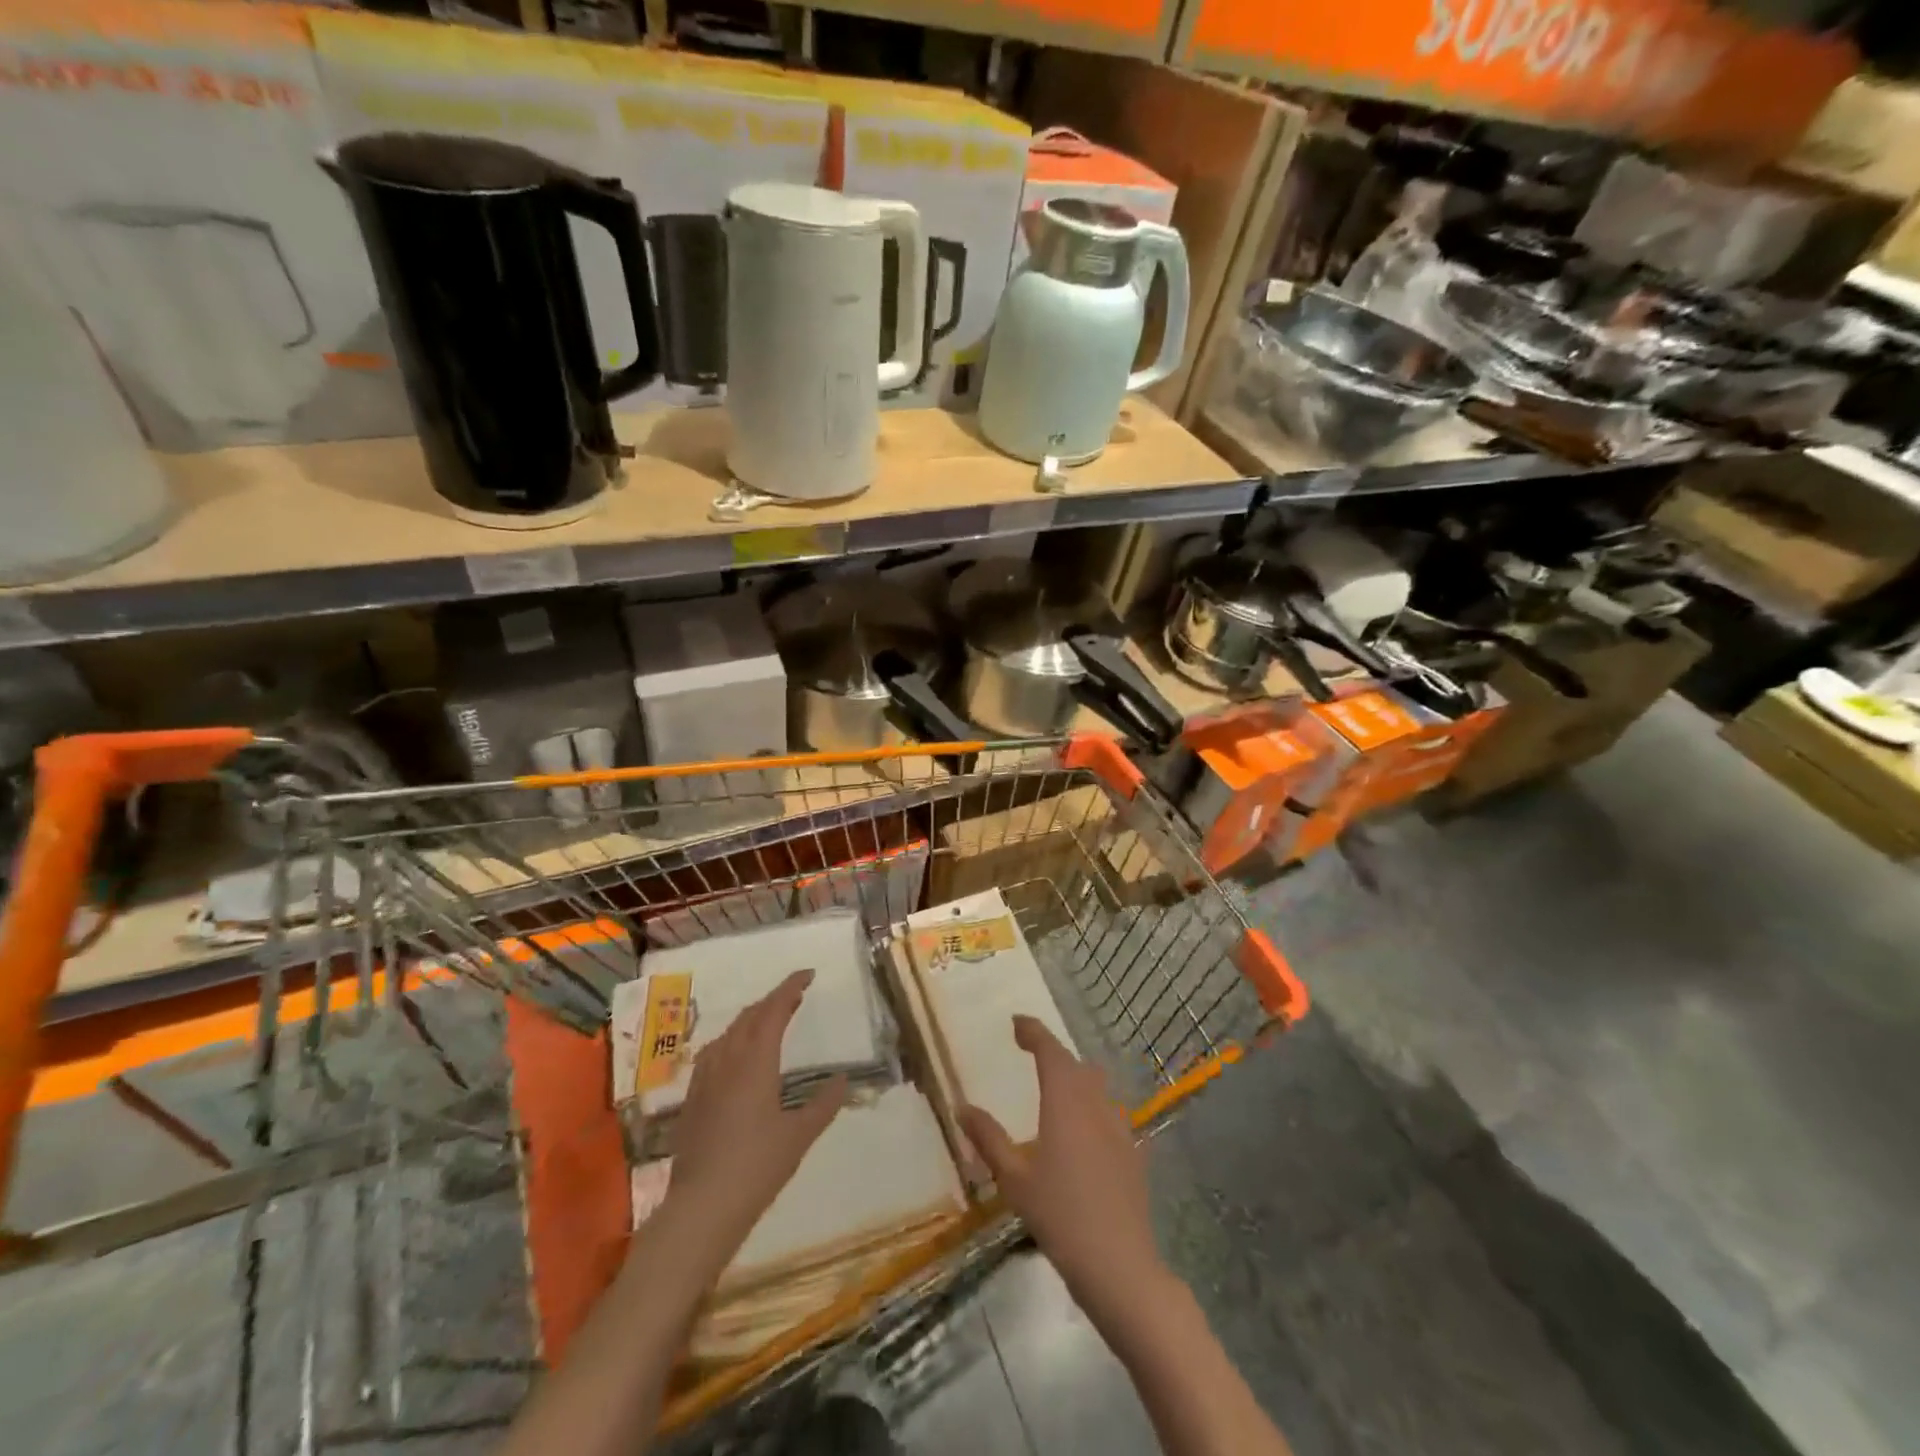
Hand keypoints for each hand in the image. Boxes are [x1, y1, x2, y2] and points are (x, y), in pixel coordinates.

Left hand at [653, 969, 848, 1273]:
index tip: (807, 975)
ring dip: (751, 1019)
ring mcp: (705, 1079)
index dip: (790, 988)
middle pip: (749, 1017)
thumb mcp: (800, 1136)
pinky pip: (713, 1053)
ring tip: (769, 1022)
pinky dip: (731, 1041)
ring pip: (728, 1033)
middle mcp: (727, 1061)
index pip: (774, 1010)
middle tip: (795, 997)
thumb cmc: (757, 1167)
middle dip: (772, 1001)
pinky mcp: (692, 1099)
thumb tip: (842, 1080)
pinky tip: (735, 1057)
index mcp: (756, 1062)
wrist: (702, 1207)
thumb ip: (823, 1104)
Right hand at [958, 1016, 1163, 1307]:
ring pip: (1096, 1084)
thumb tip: (961, 1107)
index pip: (1050, 1050)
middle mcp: (1095, 1103)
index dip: (1033, 1031)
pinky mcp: (1133, 1151)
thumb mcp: (1014, 1179)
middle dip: (1051, 1051)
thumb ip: (988, 1139)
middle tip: (1028, 1051)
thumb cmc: (1060, 1216)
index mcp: (1065, 1101)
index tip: (1016, 1023)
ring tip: (1053, 1085)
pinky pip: (1108, 1111)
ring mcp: (1119, 1126)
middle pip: (1074, 1063)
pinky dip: (1091, 1104)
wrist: (1120, 1265)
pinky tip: (1081, 1129)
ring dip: (1074, 1075)